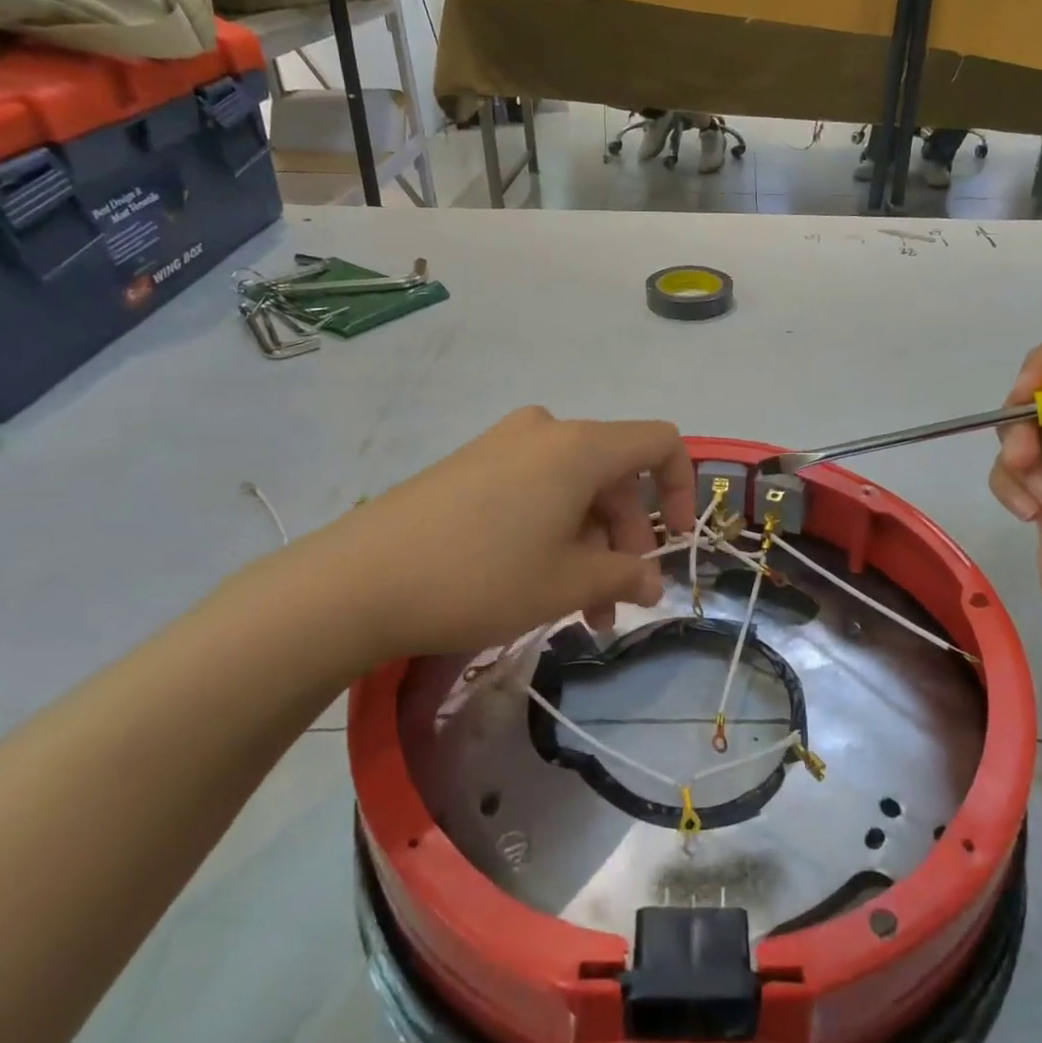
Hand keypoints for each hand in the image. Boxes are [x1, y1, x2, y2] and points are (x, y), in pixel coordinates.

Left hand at [246, 408, 696, 678]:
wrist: (358, 580)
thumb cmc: (482, 576)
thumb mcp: (568, 582)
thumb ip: (624, 575)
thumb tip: (652, 582)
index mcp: (580, 446)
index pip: (660, 443)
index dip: (684, 489)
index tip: (676, 543)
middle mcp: (545, 431)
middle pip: (615, 474)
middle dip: (627, 539)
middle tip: (618, 601)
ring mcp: (502, 445)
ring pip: (573, 489)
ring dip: (589, 544)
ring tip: (579, 611)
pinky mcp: (469, 467)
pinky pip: (534, 490)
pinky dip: (552, 531)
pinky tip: (538, 583)